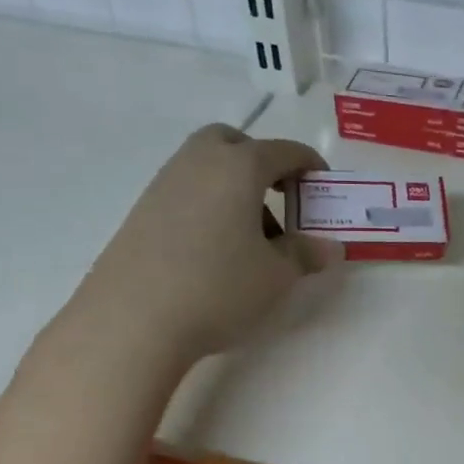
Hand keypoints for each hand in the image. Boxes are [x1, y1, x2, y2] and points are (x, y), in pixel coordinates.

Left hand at [67, 124, 340, 366]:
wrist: (132, 319)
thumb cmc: (218, 287)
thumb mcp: (276, 276)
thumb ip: (306, 254)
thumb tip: (331, 248)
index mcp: (239, 166)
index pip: (284, 151)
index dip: (310, 165)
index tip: (323, 188)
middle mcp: (199, 163)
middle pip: (234, 143)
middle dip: (261, 162)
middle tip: (280, 198)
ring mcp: (164, 184)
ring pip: (206, 167)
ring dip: (234, 187)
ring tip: (250, 236)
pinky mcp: (141, 211)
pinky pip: (186, 191)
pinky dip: (208, 205)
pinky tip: (214, 249)